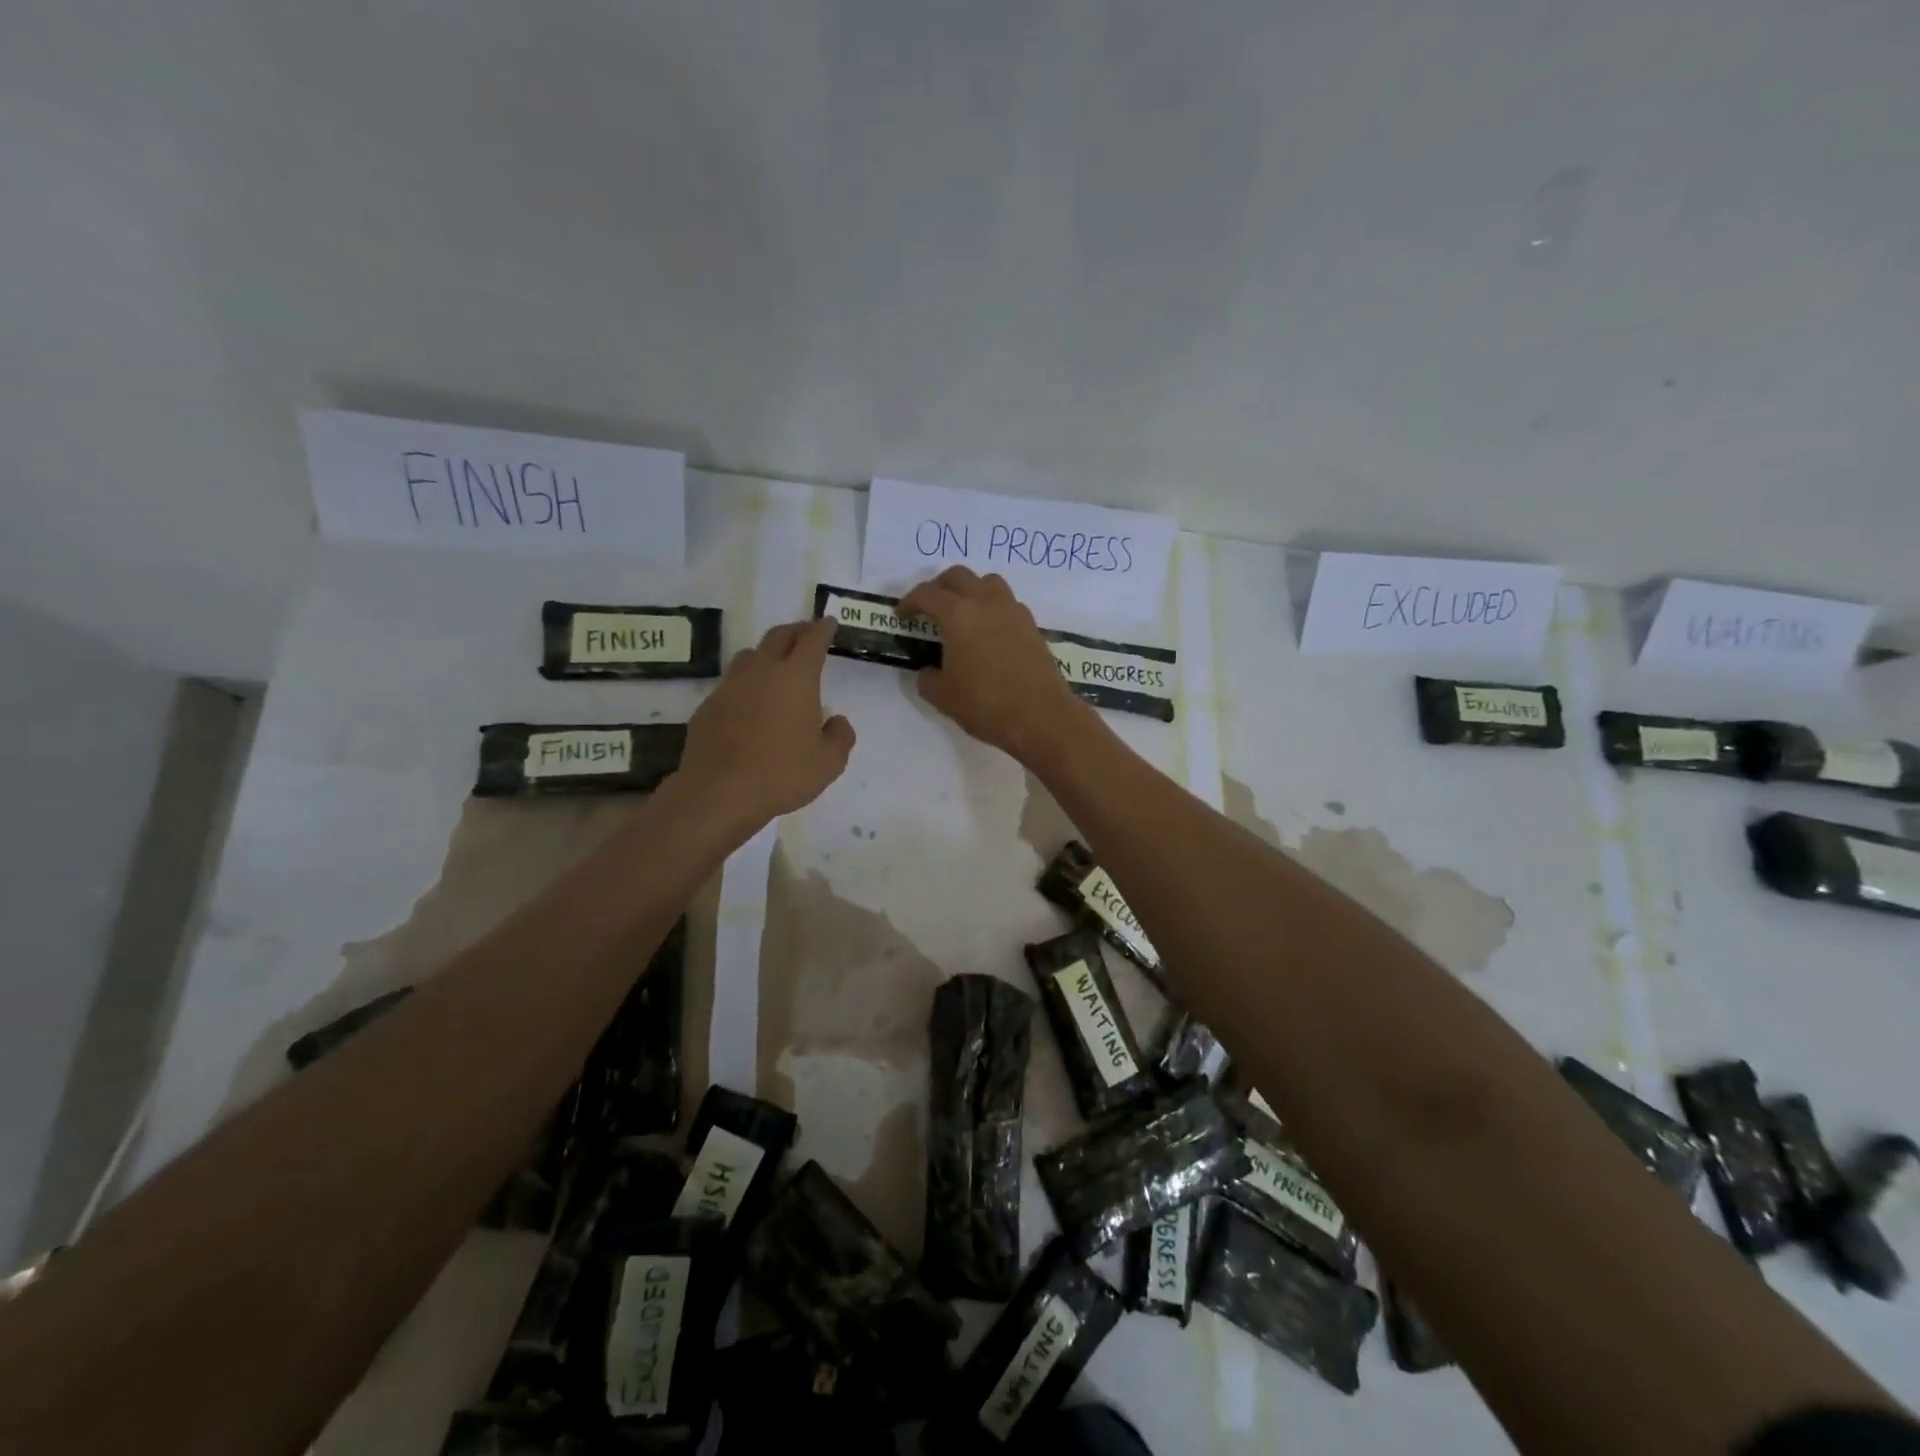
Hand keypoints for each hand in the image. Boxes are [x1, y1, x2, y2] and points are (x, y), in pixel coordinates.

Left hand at [680, 620, 855, 828]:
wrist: (719, 792)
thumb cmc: (782, 774)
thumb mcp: (828, 763)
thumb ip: (840, 737)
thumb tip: (836, 721)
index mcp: (796, 678)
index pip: (812, 640)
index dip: (822, 629)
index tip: (828, 622)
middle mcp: (761, 672)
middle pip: (778, 637)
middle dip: (795, 630)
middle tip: (806, 633)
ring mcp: (730, 687)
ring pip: (750, 655)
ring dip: (766, 653)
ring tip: (775, 664)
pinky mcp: (708, 706)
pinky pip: (731, 684)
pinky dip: (745, 684)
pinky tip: (749, 703)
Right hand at [898, 567, 1087, 762]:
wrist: (1040, 716)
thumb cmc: (985, 704)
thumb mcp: (943, 696)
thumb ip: (928, 678)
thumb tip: (929, 670)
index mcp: (958, 614)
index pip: (927, 594)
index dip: (910, 602)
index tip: (902, 616)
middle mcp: (986, 602)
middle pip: (958, 576)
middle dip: (939, 587)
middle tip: (929, 607)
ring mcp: (1013, 611)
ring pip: (987, 582)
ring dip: (970, 590)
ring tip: (962, 613)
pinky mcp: (1031, 625)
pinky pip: (1006, 602)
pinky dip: (991, 607)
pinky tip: (988, 631)